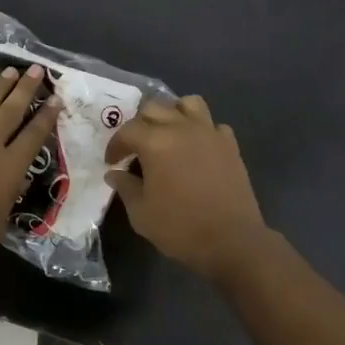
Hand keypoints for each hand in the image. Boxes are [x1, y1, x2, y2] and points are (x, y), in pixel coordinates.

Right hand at [105, 95, 267, 279]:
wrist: (232, 241)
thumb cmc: (180, 227)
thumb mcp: (141, 213)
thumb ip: (125, 187)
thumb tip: (114, 173)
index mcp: (156, 142)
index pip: (128, 131)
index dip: (116, 145)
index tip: (112, 162)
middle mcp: (182, 128)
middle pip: (155, 108)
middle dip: (139, 124)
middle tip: (135, 147)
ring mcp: (210, 133)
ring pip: (188, 103)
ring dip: (173, 113)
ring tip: (167, 134)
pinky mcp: (230, 145)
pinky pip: (212, 124)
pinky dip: (201, 129)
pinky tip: (196, 148)